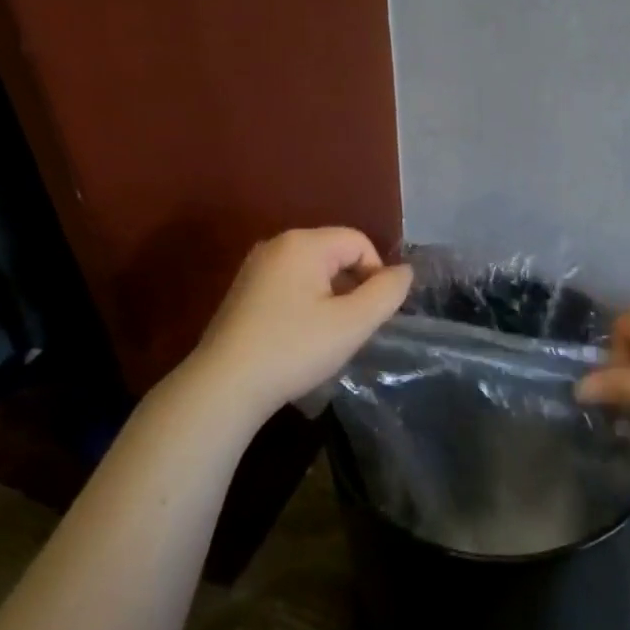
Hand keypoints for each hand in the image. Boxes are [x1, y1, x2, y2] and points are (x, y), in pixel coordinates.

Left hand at [193, 228, 412, 412]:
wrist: (224, 386)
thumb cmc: (294, 349)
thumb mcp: (353, 323)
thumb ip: (387, 292)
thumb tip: (404, 271)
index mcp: (303, 243)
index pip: (359, 242)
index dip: (376, 275)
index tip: (371, 315)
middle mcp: (277, 245)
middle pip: (335, 254)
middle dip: (353, 287)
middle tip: (351, 328)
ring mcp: (255, 268)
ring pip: (313, 272)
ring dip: (330, 299)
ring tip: (327, 337)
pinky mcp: (243, 292)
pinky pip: (290, 286)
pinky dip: (305, 305)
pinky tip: (299, 339)